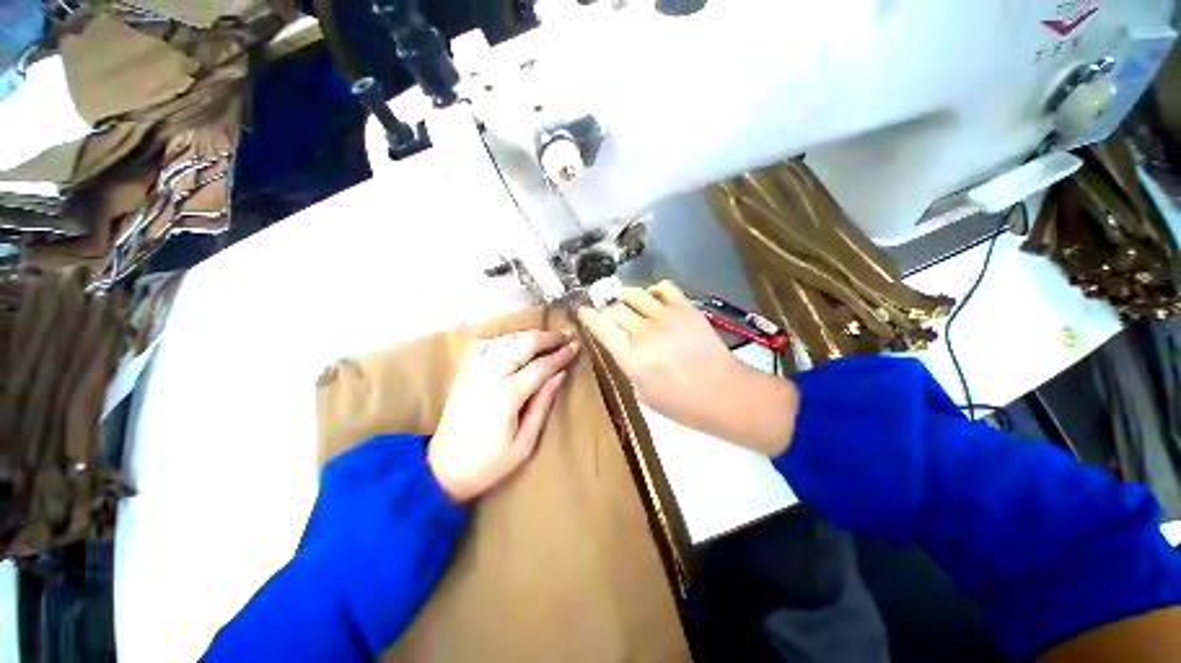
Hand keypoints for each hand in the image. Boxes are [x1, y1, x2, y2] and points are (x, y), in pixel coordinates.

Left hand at [428, 330, 578, 500]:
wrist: (441, 470)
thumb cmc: (488, 463)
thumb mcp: (524, 443)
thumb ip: (543, 404)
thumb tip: (560, 375)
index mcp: (507, 395)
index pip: (541, 365)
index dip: (561, 354)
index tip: (576, 346)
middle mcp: (489, 374)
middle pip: (524, 343)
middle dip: (549, 337)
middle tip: (567, 334)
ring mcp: (473, 370)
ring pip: (505, 339)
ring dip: (528, 335)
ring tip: (547, 338)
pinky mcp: (463, 371)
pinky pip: (484, 344)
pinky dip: (502, 338)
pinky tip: (513, 342)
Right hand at [578, 281, 797, 454]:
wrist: (724, 393)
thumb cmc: (682, 404)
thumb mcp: (644, 395)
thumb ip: (628, 367)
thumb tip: (623, 348)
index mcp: (630, 357)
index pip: (600, 327)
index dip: (588, 316)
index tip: (583, 310)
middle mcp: (643, 332)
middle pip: (614, 308)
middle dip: (607, 309)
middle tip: (609, 313)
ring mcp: (665, 316)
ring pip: (634, 293)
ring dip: (626, 298)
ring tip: (630, 305)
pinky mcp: (685, 308)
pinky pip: (663, 287)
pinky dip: (654, 291)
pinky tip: (655, 301)